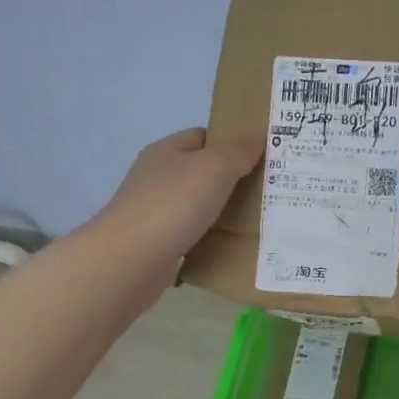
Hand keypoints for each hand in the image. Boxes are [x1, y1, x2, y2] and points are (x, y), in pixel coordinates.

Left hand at [93, 127, 262, 264]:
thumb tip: (258, 137)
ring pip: (196, 206)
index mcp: (166, 151)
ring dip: (221, 213)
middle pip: (201, 173)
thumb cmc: (173, 205)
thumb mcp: (214, 168)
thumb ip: (238, 151)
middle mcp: (156, 178)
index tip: (262, 158)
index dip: (232, 143)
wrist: (130, 261)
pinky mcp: (156, 244)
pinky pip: (190, 236)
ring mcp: (154, 212)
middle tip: (267, 192)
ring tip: (256, 221)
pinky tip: (229, 248)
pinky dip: (208, 240)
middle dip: (232, 181)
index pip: (203, 137)